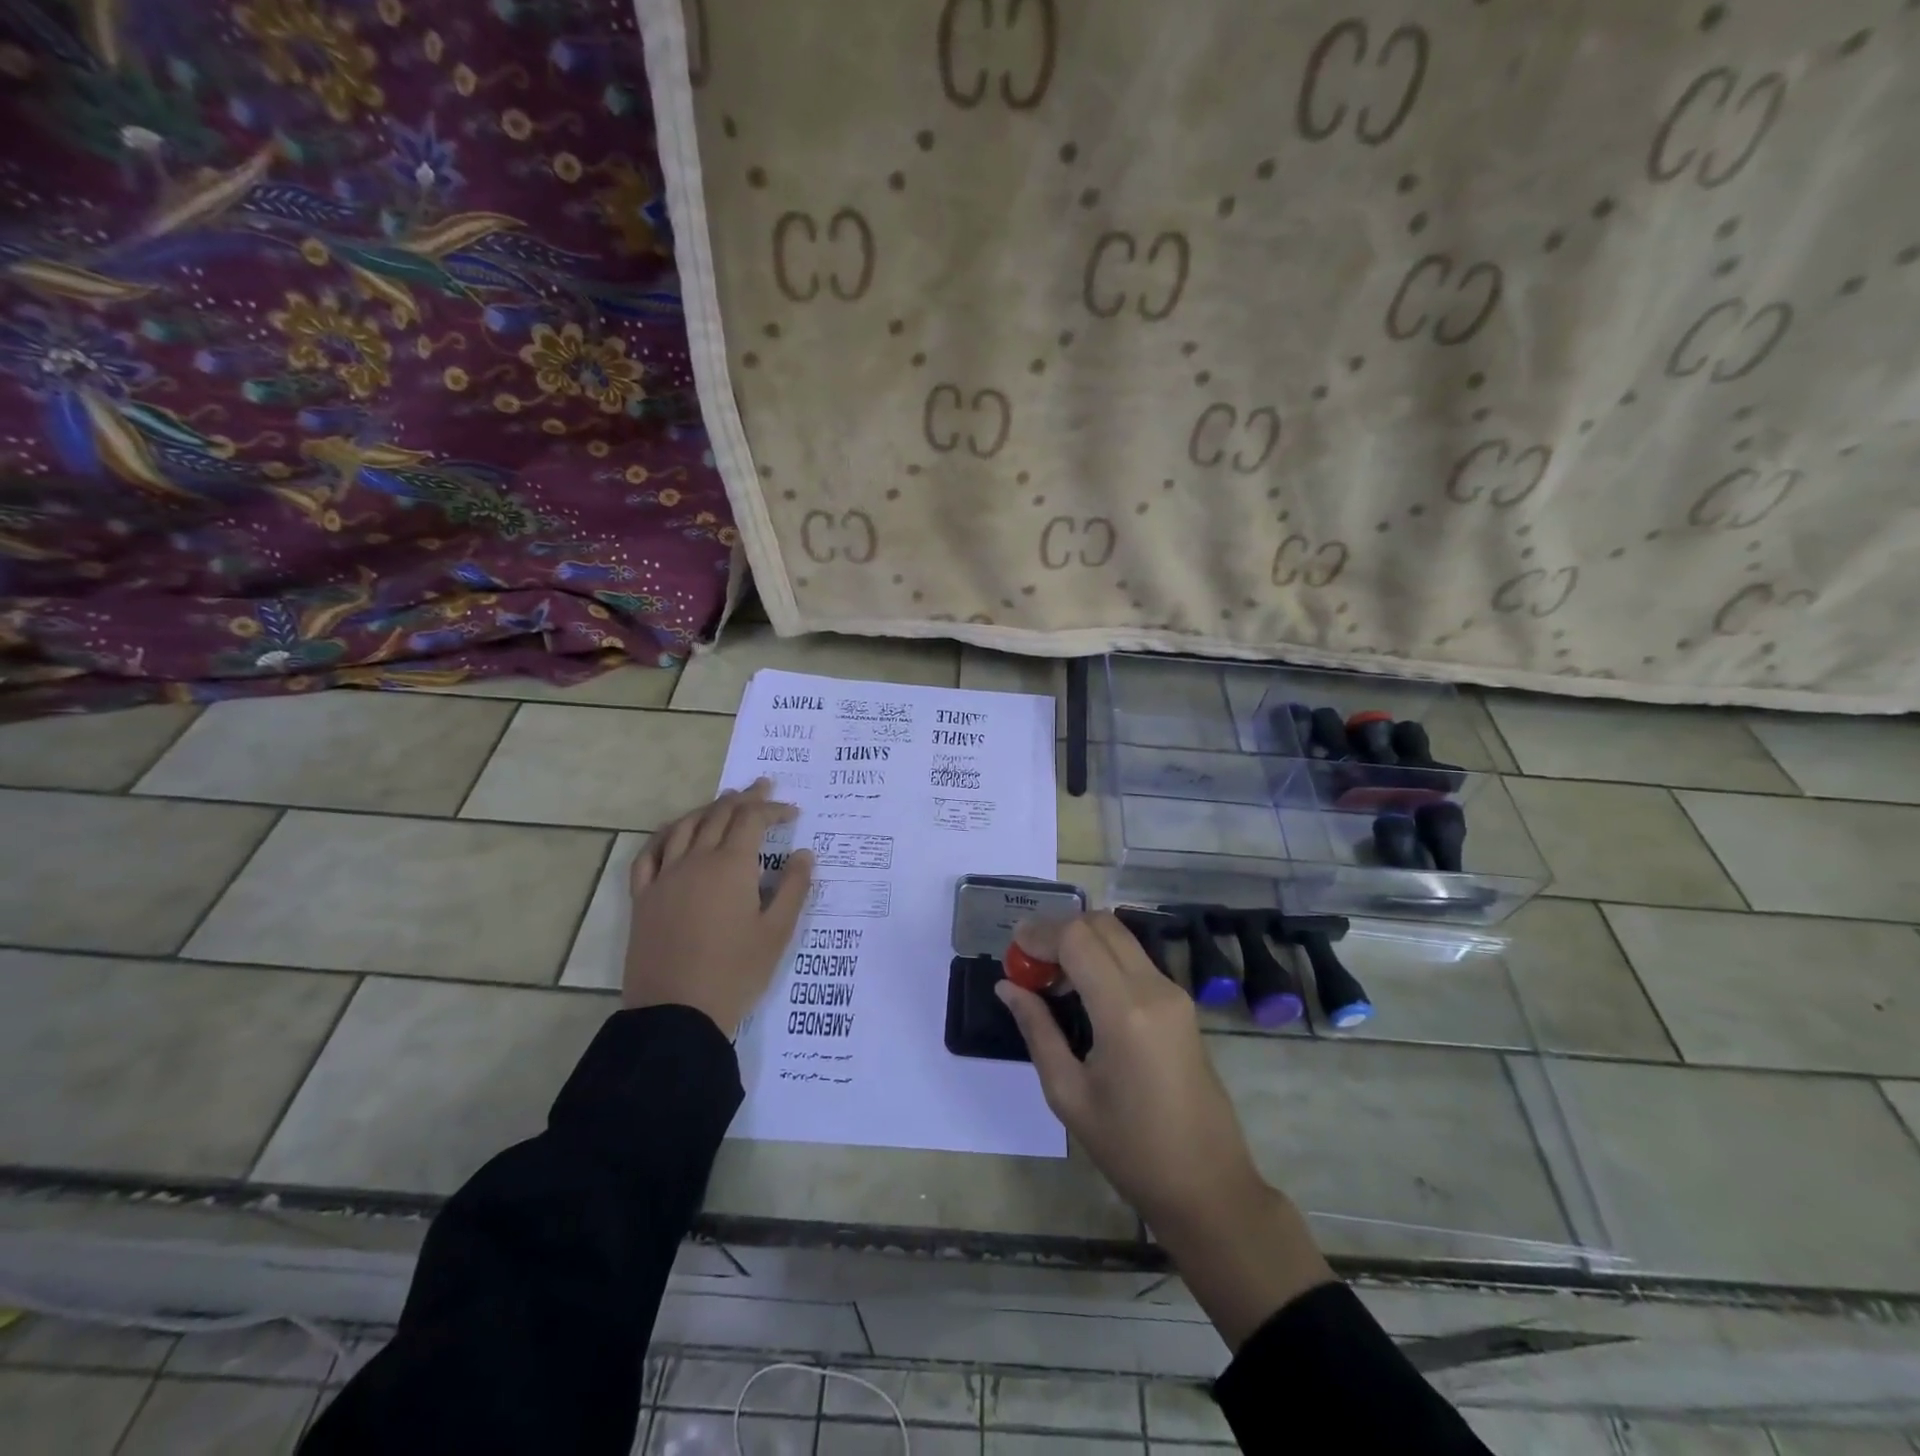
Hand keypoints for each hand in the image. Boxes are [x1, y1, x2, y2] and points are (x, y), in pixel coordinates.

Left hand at [622, 779, 813, 1035]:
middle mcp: (695, 860)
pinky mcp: (643, 898)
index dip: (773, 809)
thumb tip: (804, 854)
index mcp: (731, 866)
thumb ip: (794, 888)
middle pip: (719, 814)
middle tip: (762, 787)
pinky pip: (649, 854)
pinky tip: (674, 833)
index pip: (752, 820)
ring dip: (708, 808)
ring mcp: (664, 877)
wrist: (676, 1014)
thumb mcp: (777, 933)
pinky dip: (665, 835)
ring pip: (685, 826)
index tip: (793, 812)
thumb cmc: (735, 972)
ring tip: (724, 802)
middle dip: (744, 798)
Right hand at [995, 913, 1264, 1232]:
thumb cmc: (1131, 1150)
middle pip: (1101, 924)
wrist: (1208, 1186)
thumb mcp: (1068, 1094)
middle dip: (1059, 930)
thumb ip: (1037, 1029)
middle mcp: (1155, 988)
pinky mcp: (1182, 1004)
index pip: (1077, 938)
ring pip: (1120, 936)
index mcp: (1126, 1012)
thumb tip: (1008, 986)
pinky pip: (1135, 958)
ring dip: (1081, 941)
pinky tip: (1081, 991)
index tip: (1012, 952)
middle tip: (1028, 962)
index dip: (1040, 934)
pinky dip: (1102, 957)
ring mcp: (1174, 993)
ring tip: (1050, 979)